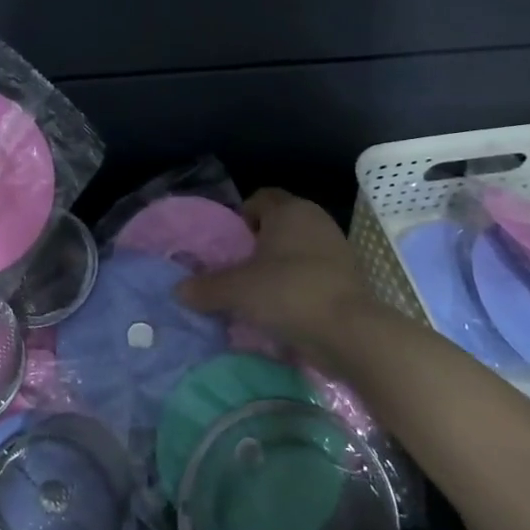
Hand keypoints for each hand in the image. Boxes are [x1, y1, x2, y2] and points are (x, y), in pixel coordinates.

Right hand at [177, 188, 406, 381]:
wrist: (349, 332)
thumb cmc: (288, 292)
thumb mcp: (237, 291)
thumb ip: (206, 288)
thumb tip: (179, 291)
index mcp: (289, 210)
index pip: (260, 198)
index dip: (241, 216)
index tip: (230, 244)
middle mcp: (316, 220)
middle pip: (280, 223)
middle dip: (259, 242)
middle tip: (240, 268)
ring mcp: (337, 248)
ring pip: (298, 248)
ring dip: (280, 265)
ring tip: (260, 292)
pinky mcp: (350, 276)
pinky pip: (315, 271)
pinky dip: (300, 284)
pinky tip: (285, 308)